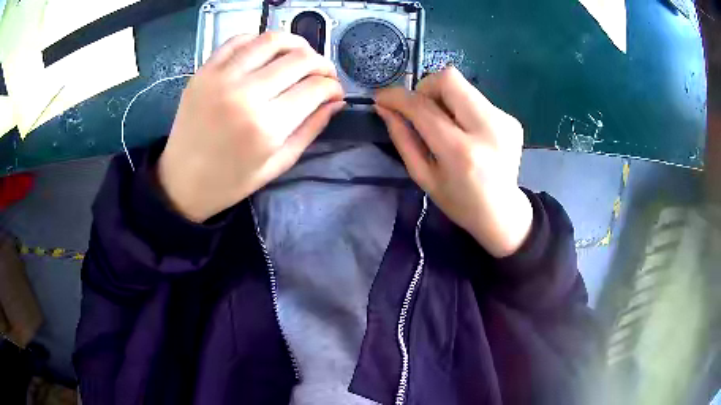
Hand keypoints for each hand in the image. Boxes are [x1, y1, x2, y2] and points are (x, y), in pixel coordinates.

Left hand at [158, 33, 344, 221]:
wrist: (181, 181)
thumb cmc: (231, 181)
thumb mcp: (278, 164)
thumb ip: (311, 129)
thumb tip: (335, 101)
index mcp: (267, 126)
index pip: (315, 88)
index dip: (333, 87)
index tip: (335, 92)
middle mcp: (246, 94)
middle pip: (299, 58)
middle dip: (321, 64)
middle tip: (323, 74)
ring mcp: (222, 77)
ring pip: (272, 40)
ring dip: (295, 44)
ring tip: (299, 57)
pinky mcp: (204, 71)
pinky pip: (239, 40)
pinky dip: (259, 41)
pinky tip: (266, 53)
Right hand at [375, 66, 531, 257]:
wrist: (503, 213)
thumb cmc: (460, 202)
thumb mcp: (424, 177)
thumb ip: (403, 138)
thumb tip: (384, 107)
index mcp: (461, 153)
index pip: (423, 107)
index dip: (398, 97)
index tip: (382, 97)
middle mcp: (487, 129)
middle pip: (449, 78)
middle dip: (426, 88)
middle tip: (422, 110)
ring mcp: (504, 121)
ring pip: (464, 85)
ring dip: (445, 99)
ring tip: (447, 125)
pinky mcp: (512, 119)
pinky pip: (477, 99)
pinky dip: (463, 109)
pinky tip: (468, 133)